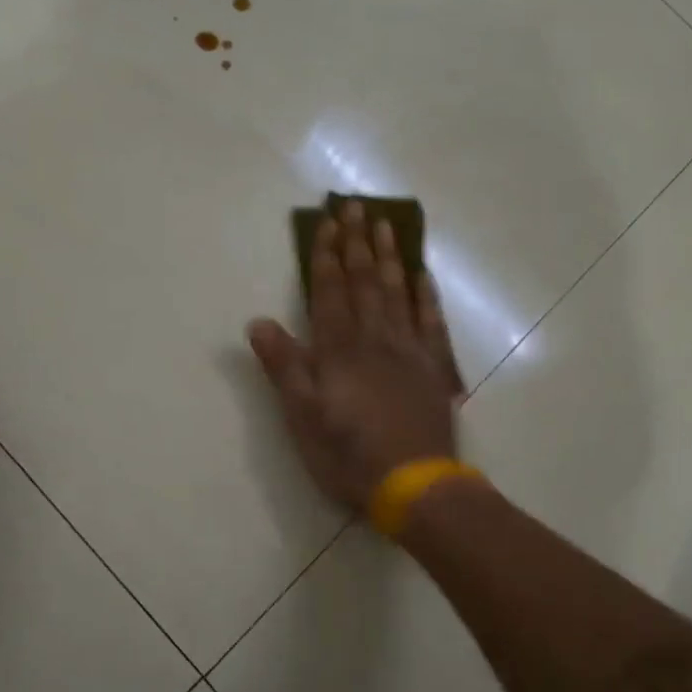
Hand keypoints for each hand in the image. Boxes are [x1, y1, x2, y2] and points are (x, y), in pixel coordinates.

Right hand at [249, 200, 463, 510]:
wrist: (414, 485)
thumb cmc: (348, 453)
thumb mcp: (302, 416)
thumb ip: (284, 366)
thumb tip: (258, 321)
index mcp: (339, 350)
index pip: (330, 291)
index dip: (326, 255)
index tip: (328, 221)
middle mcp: (375, 339)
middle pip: (364, 282)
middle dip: (357, 243)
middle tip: (357, 206)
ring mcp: (409, 351)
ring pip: (397, 293)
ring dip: (389, 257)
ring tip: (386, 225)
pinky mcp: (434, 369)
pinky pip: (431, 322)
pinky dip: (426, 296)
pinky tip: (422, 275)